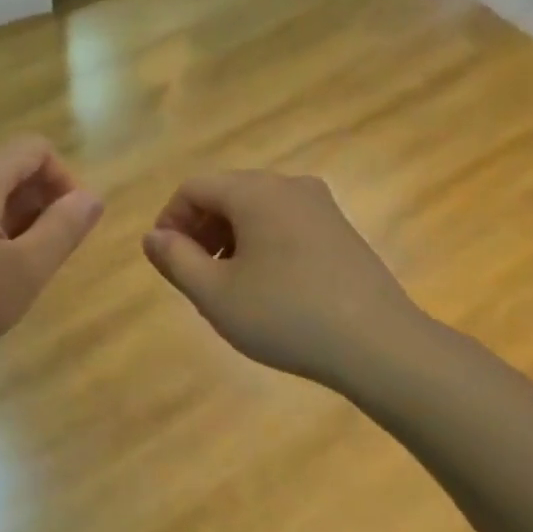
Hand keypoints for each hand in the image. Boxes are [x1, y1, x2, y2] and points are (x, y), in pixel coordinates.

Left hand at [0, 138, 102, 377]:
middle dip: (37, 203)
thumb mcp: (25, 271)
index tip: (72, 227)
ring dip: (8, 218)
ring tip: (10, 270)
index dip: (65, 182)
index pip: (36, 150)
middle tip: (43, 256)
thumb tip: (91, 198)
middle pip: (7, 167)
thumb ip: (65, 229)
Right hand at [142, 172, 418, 388]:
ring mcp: (321, 206)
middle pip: (226, 194)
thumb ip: (175, 259)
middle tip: (193, 276)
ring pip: (256, 210)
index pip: (195, 187)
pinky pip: (285, 224)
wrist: (379, 345)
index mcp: (256, 192)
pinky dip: (261, 244)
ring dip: (229, 239)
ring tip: (226, 285)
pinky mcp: (340, 231)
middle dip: (200, 230)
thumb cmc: (286, 316)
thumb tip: (153, 236)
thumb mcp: (215, 294)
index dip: (170, 220)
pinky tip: (266, 287)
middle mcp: (290, 186)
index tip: (166, 261)